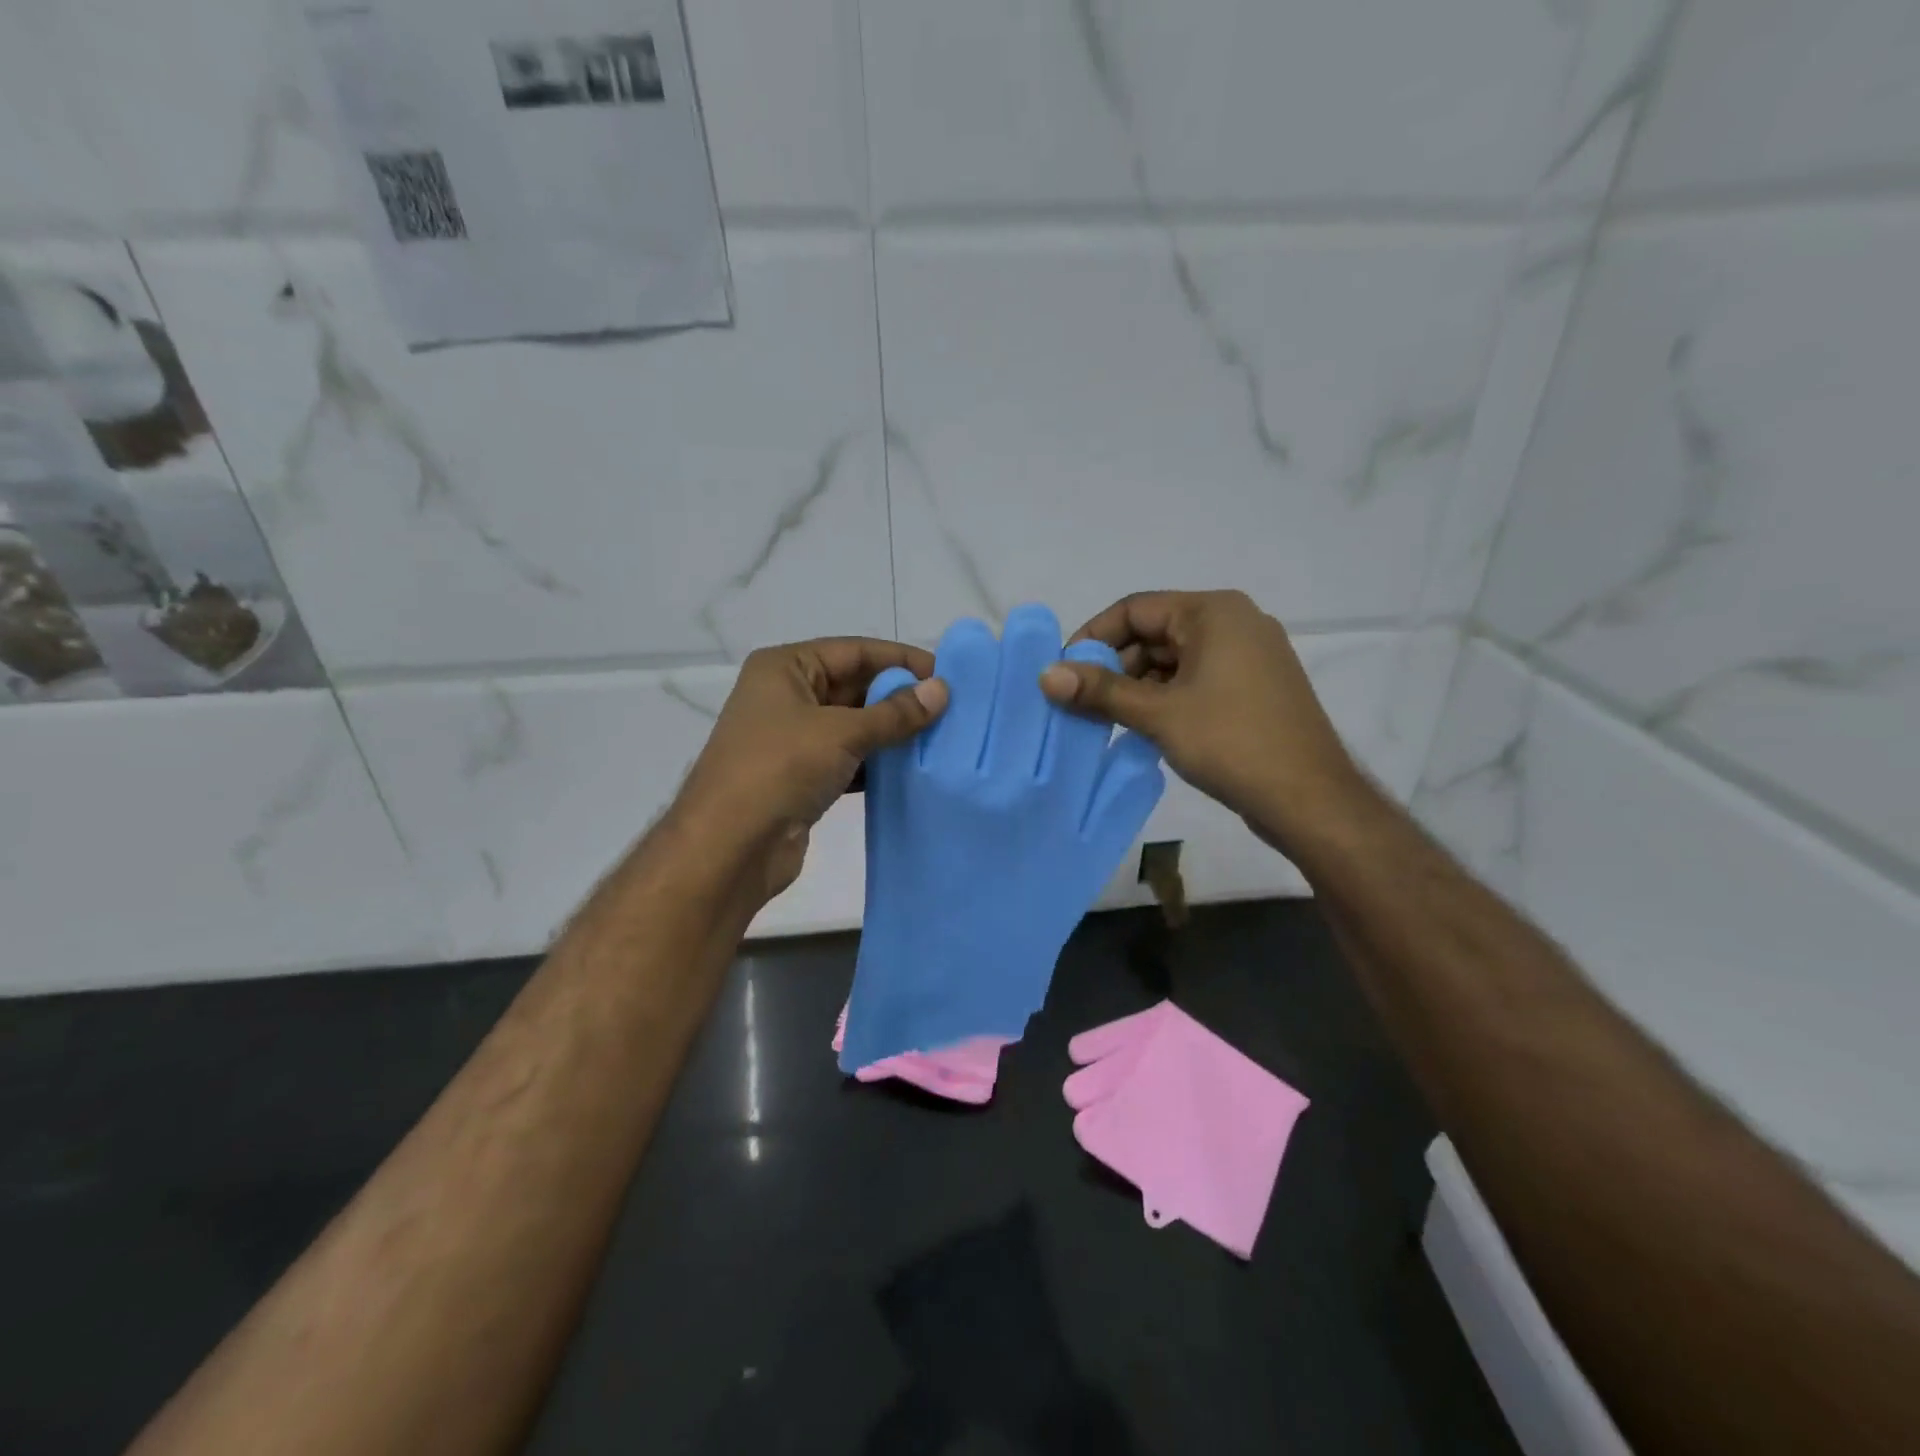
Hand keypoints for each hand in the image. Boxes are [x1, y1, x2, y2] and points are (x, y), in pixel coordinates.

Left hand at [673, 638, 947, 903]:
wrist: (729, 847)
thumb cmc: (779, 769)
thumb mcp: (841, 732)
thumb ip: (894, 713)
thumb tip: (942, 691)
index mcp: (785, 668)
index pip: (855, 651)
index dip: (901, 660)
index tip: (947, 675)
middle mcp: (787, 696)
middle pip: (854, 686)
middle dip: (899, 697)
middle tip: (950, 709)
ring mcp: (793, 738)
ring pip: (853, 725)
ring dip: (892, 732)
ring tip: (940, 738)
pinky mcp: (802, 776)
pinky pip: (848, 758)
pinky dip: (877, 762)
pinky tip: (911, 770)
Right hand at [1038, 590, 1362, 849]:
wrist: (1309, 799)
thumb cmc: (1231, 743)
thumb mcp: (1158, 713)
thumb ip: (1100, 691)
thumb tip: (1045, 675)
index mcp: (1213, 612)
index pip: (1135, 609)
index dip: (1093, 637)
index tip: (1064, 671)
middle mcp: (1234, 622)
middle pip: (1154, 632)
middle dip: (1115, 666)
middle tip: (1081, 702)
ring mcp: (1249, 655)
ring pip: (1174, 659)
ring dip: (1138, 686)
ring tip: (1107, 720)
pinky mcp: (1254, 687)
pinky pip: (1196, 679)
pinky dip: (1165, 697)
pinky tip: (1143, 727)